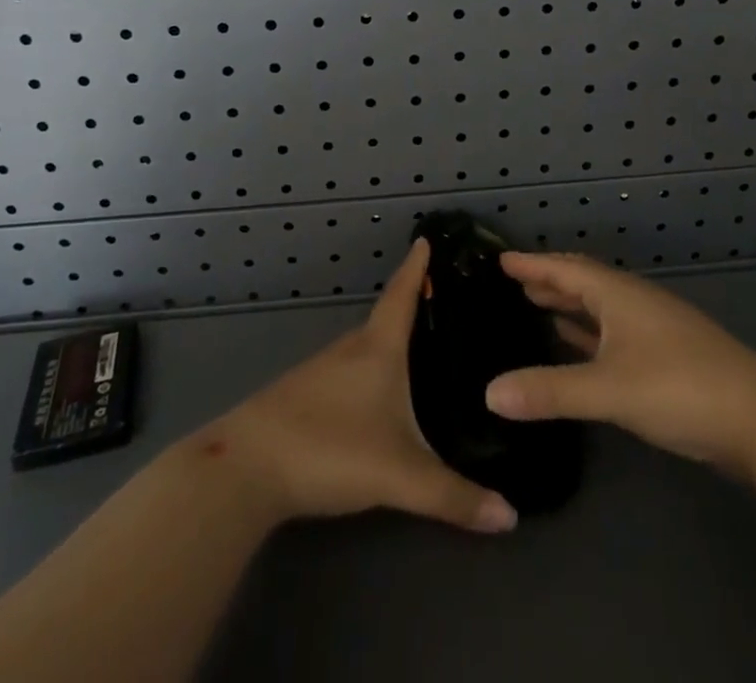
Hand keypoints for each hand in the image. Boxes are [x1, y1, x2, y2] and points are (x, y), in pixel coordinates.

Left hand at [211, 239, 517, 533]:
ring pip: (366, 347)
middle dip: (413, 307)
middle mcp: (350, 349)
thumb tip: (510, 517)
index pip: (402, 294)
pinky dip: (370, 369)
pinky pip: (349, 370)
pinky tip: (377, 395)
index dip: (417, 267)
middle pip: (386, 318)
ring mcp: (322, 371)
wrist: (244, 468)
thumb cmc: (329, 448)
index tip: (427, 238)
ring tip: (420, 349)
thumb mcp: (399, 475)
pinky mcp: (302, 396)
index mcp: (377, 348)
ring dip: (391, 341)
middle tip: (445, 305)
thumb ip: (453, 497)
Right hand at [483, 251, 755, 472]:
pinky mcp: (666, 356)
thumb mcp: (608, 390)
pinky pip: (614, 332)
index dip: (533, 264)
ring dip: (569, 305)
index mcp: (618, 295)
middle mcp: (634, 302)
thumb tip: (489, 392)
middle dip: (549, 279)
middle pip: (584, 281)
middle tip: (514, 280)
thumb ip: (549, 391)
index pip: (566, 269)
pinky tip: (577, 344)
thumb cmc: (679, 388)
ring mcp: (653, 328)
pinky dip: (589, 333)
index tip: (501, 257)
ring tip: (537, 305)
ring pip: (600, 307)